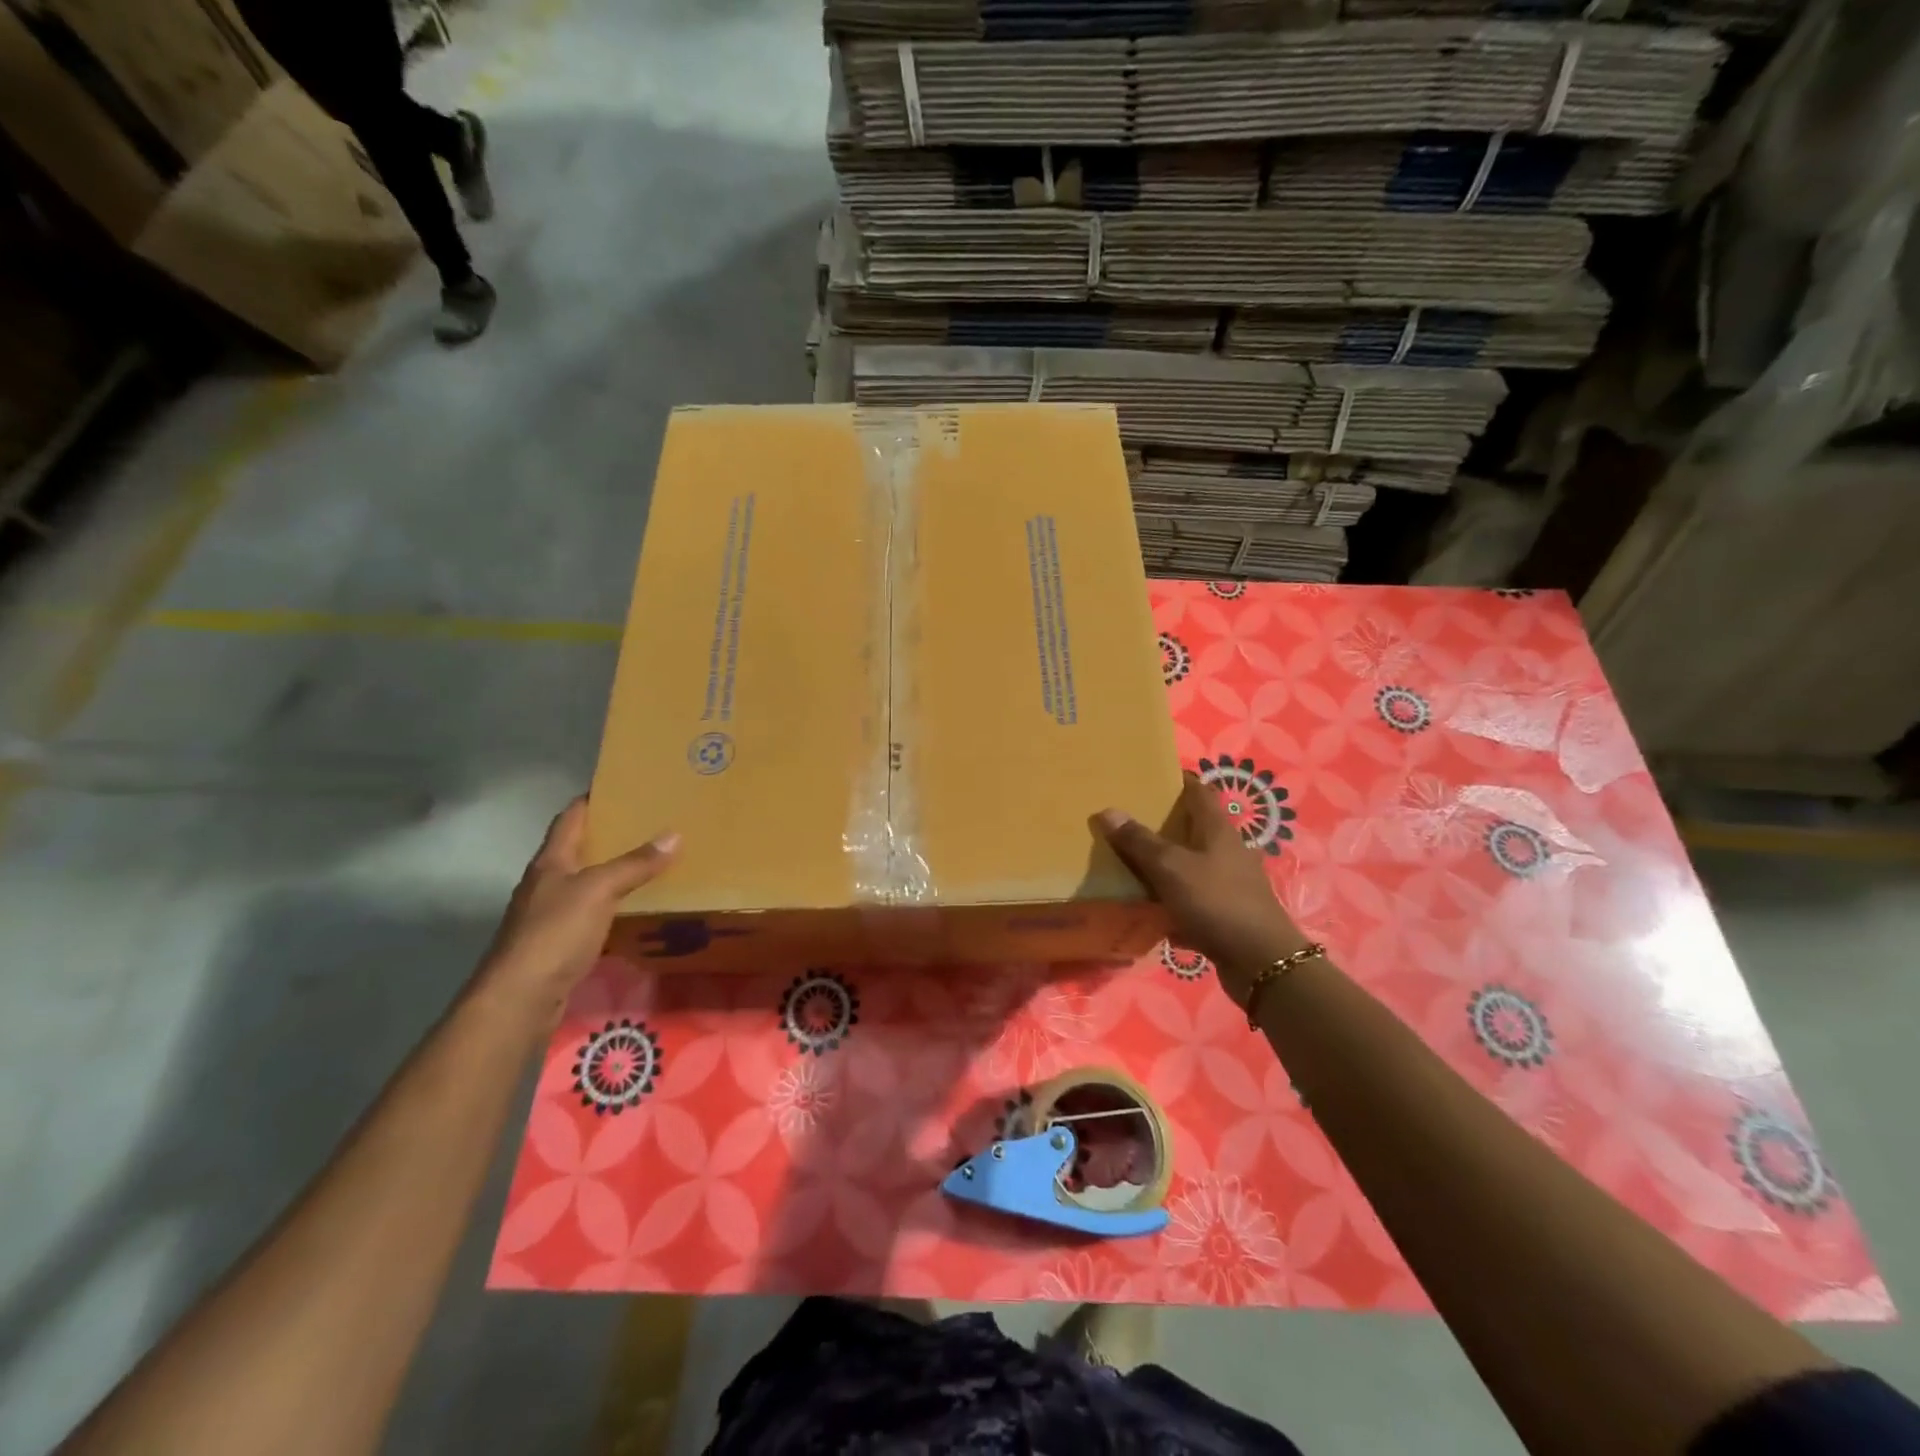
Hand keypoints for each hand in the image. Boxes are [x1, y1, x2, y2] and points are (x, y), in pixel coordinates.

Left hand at [474, 797, 678, 1021]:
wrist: (520, 998)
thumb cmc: (555, 933)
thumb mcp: (599, 890)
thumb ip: (635, 864)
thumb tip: (674, 834)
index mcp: (551, 861)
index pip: (571, 817)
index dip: (593, 798)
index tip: (623, 786)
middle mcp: (547, 883)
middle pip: (579, 848)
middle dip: (610, 834)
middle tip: (650, 821)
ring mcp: (550, 914)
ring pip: (586, 881)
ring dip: (613, 870)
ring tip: (651, 860)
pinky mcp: (559, 943)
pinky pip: (591, 912)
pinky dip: (613, 904)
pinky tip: (636, 906)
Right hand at [1094, 775, 1310, 1006]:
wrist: (1261, 961)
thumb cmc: (1217, 901)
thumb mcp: (1171, 868)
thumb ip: (1139, 841)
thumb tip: (1107, 810)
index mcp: (1218, 829)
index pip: (1199, 790)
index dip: (1177, 779)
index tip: (1148, 776)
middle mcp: (1227, 851)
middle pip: (1193, 828)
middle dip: (1163, 824)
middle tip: (1126, 820)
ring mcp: (1229, 883)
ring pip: (1191, 865)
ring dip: (1165, 864)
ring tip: (1129, 863)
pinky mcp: (1226, 913)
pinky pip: (1192, 899)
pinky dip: (1172, 901)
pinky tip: (1149, 909)